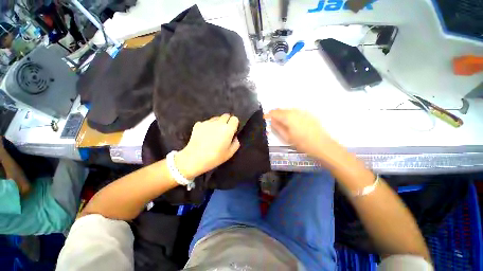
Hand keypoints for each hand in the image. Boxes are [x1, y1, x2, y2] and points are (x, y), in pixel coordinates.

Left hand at [175, 114, 240, 178]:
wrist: (194, 158)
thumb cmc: (214, 157)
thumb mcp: (230, 154)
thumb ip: (236, 144)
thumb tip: (234, 137)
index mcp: (228, 129)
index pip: (235, 119)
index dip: (234, 124)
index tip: (233, 130)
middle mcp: (218, 123)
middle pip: (226, 115)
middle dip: (227, 121)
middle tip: (224, 131)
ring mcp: (207, 122)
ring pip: (216, 118)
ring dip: (217, 123)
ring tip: (214, 133)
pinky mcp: (198, 124)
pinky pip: (207, 122)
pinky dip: (208, 126)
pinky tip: (205, 135)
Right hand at [265, 109, 342, 159]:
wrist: (322, 145)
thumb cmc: (302, 143)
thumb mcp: (287, 137)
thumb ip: (277, 127)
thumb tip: (271, 121)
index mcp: (288, 117)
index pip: (274, 113)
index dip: (268, 115)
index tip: (264, 118)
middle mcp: (295, 111)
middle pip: (281, 110)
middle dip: (275, 114)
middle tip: (272, 121)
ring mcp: (302, 112)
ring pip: (288, 110)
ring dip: (282, 115)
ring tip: (281, 123)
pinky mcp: (308, 114)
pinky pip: (295, 112)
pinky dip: (290, 115)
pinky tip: (292, 122)